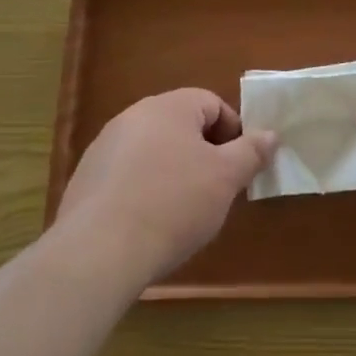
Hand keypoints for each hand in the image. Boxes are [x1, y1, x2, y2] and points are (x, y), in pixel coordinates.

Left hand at [59, 89, 275, 284]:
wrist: (98, 252)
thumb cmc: (173, 204)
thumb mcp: (226, 179)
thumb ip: (251, 152)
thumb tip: (270, 134)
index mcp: (168, 107)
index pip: (212, 104)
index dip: (233, 133)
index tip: (239, 168)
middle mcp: (133, 116)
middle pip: (181, 126)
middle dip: (204, 154)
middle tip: (216, 190)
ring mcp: (104, 147)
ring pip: (154, 151)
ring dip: (173, 172)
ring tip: (183, 212)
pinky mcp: (85, 179)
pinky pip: (127, 175)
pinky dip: (144, 190)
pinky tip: (148, 224)